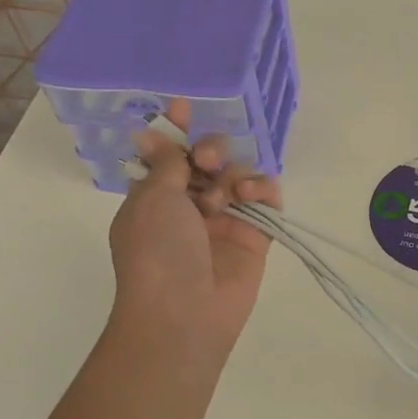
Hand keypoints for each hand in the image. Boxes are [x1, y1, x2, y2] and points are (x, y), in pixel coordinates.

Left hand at [106, 98, 281, 364]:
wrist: (185, 312)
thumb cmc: (157, 251)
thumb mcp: (152, 198)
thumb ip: (167, 162)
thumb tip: (157, 134)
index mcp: (155, 198)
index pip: (168, 155)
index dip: (176, 130)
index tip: (185, 106)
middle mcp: (189, 206)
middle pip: (207, 161)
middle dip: (210, 151)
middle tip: (208, 160)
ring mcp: (224, 220)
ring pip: (238, 176)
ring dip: (235, 173)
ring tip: (229, 191)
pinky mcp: (255, 235)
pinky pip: (265, 199)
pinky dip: (263, 189)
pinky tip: (253, 194)